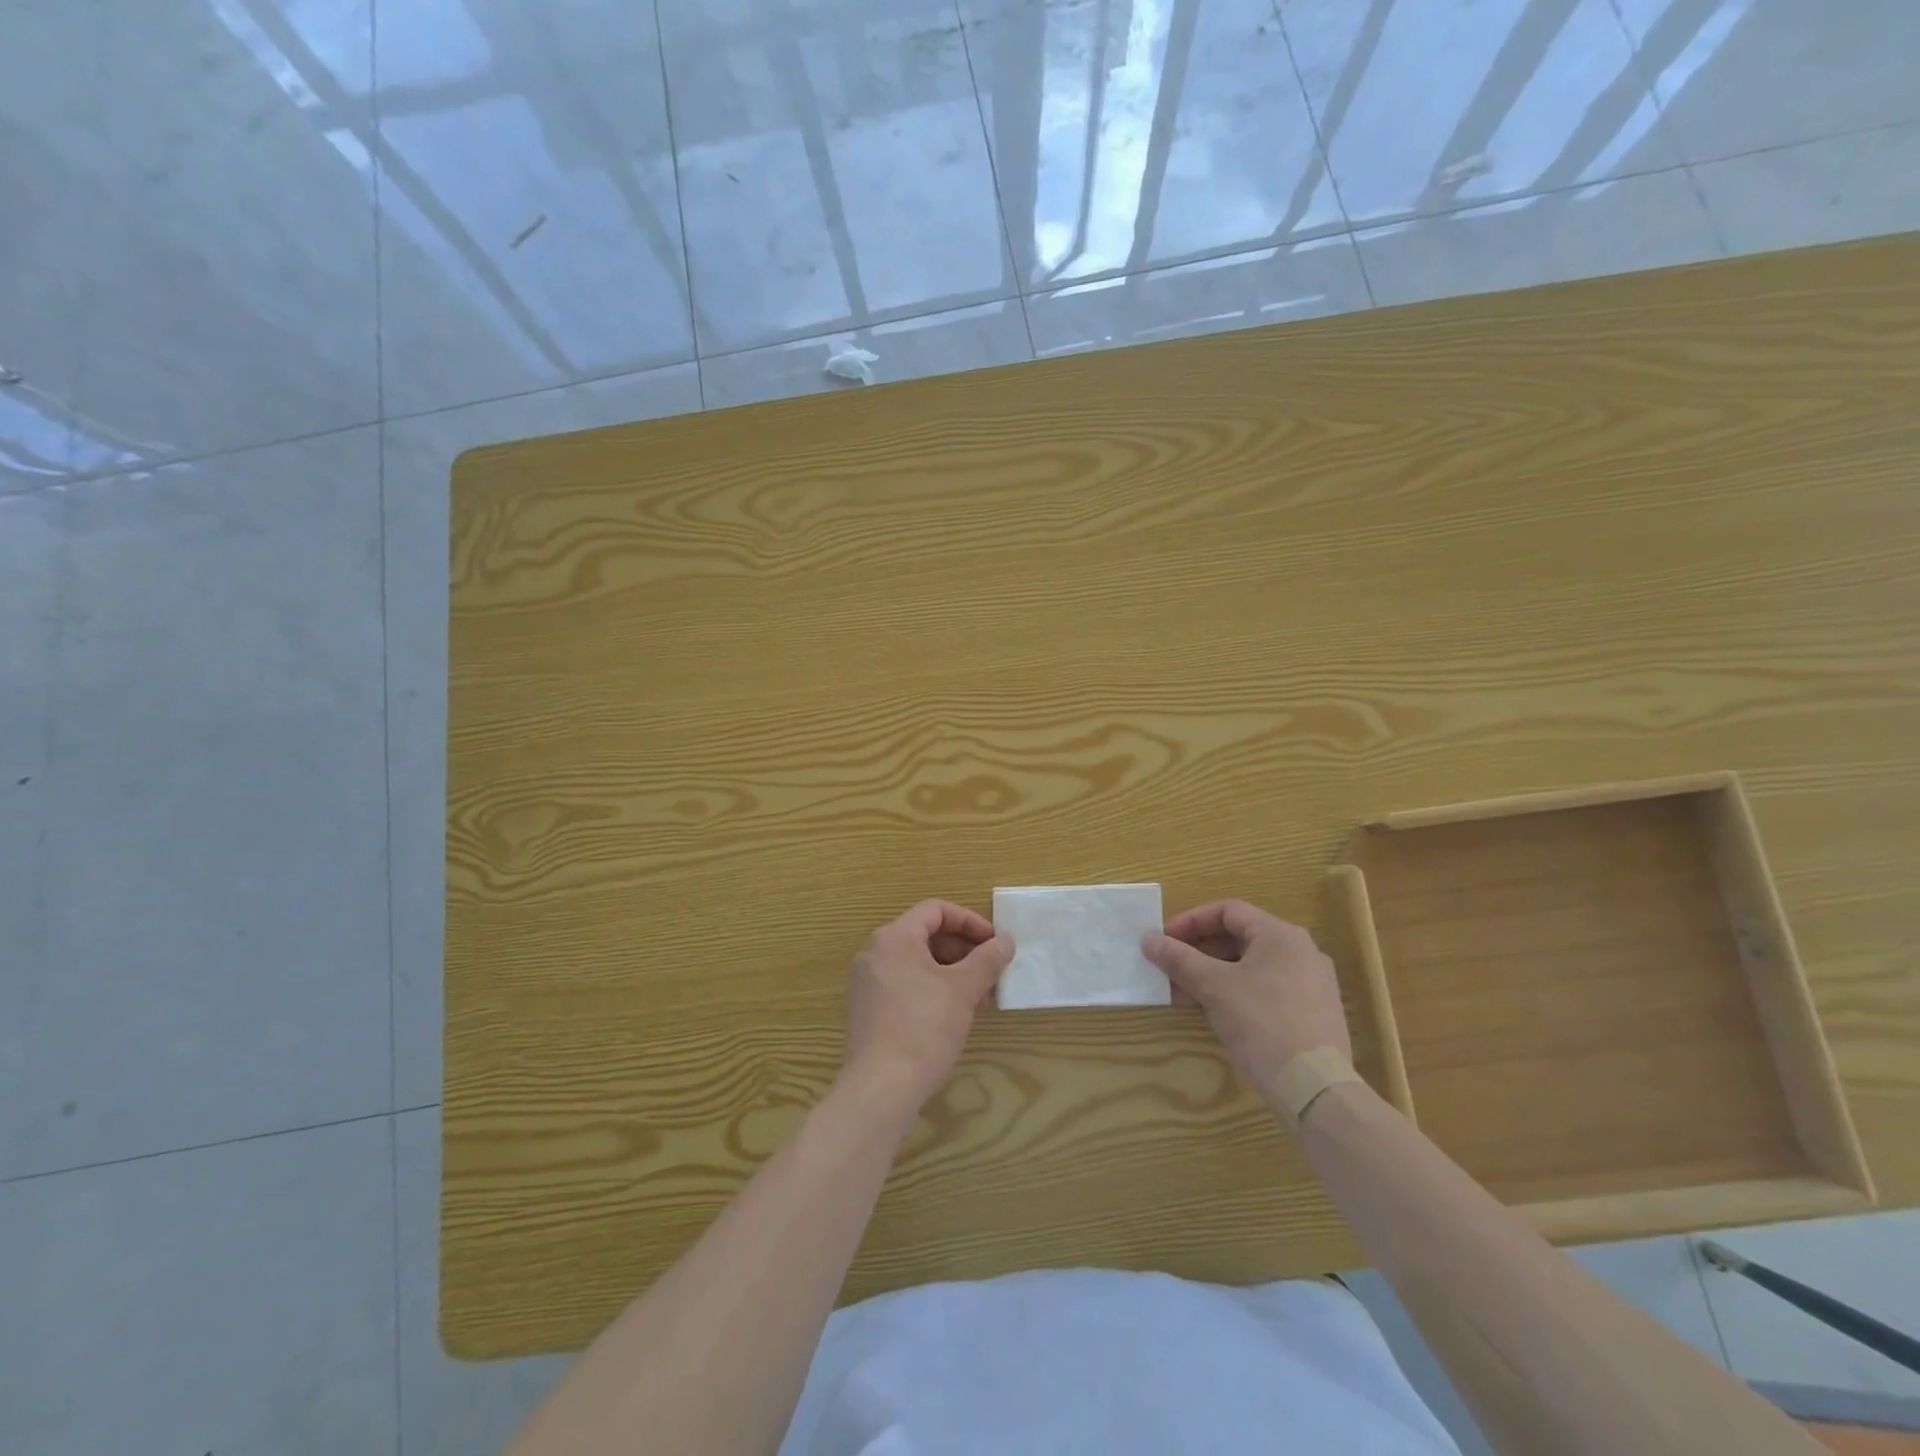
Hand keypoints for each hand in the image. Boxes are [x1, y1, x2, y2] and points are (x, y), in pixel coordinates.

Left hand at [841, 900, 1013, 1110]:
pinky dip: (932, 988)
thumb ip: (987, 959)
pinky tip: (954, 1013)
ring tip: (979, 996)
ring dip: (951, 972)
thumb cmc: (924, 1027)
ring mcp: (867, 982)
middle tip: (991, 972)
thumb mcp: (963, 989)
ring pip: (917, 962)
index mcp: (894, 937)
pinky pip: (905, 983)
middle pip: (926, 935)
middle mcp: (875, 952)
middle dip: (963, 950)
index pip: (936, 910)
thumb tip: (1005, 941)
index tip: (994, 943)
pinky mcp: (868, 1008)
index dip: (970, 921)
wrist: (881, 1087)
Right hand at [1143, 900, 1351, 1100]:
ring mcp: (1310, 983)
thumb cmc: (1262, 1023)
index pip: (1227, 911)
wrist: (1315, 1089)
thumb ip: (1178, 958)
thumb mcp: (1213, 987)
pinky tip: (1212, 1013)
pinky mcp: (1311, 1013)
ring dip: (1212, 975)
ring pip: (1249, 966)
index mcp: (1280, 935)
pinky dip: (1234, 993)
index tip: (1164, 941)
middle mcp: (1300, 951)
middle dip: (1198, 953)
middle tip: (1169, 969)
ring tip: (1182, 996)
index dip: (1190, 921)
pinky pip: (1264, 989)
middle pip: (1238, 938)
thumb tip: (1148, 939)